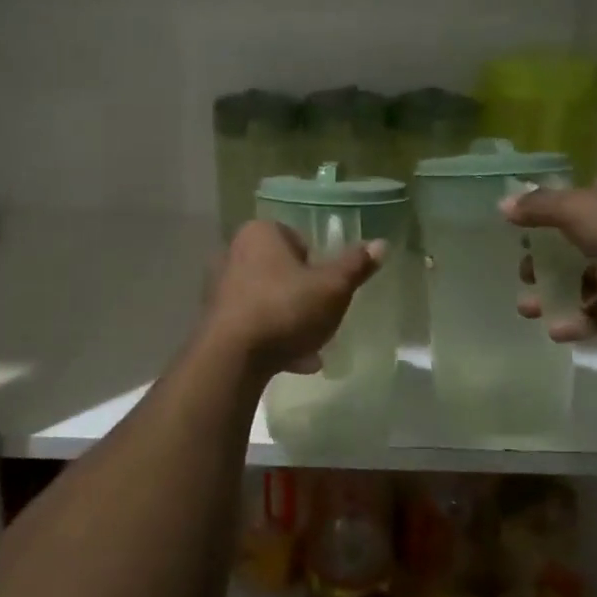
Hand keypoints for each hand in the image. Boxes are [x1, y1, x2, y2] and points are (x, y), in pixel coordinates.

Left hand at [203, 220, 384, 374]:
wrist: (232, 357)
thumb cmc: (285, 309)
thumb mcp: (332, 288)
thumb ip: (355, 266)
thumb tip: (381, 243)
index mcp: (260, 233)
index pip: (297, 239)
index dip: (317, 264)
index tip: (328, 289)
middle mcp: (234, 252)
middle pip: (282, 270)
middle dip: (303, 295)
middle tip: (323, 318)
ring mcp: (220, 286)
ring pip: (269, 299)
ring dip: (290, 320)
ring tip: (313, 348)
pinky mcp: (215, 318)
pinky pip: (253, 323)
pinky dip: (273, 338)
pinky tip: (294, 362)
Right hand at [500, 173, 596, 340]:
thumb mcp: (576, 209)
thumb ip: (538, 207)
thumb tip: (502, 204)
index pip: (574, 204)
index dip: (546, 220)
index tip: (521, 240)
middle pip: (578, 245)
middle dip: (546, 264)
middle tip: (523, 279)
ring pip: (591, 279)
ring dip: (559, 295)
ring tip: (529, 310)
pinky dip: (585, 319)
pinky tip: (558, 332)